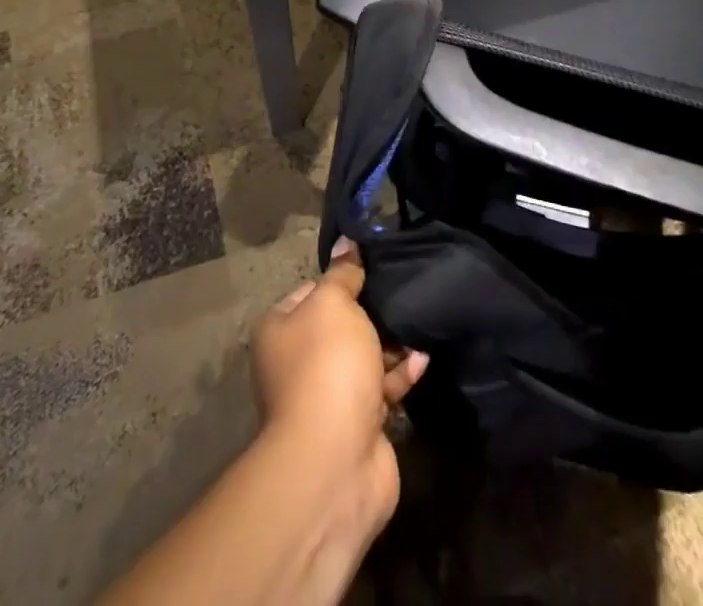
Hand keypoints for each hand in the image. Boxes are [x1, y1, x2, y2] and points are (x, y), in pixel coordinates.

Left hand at [249, 239, 428, 534]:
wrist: (335, 460)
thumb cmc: (327, 366)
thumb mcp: (334, 304)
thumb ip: (343, 274)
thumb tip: (347, 243)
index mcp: (280, 331)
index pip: (310, 291)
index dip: (339, 280)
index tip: (370, 270)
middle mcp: (297, 363)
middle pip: (340, 326)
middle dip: (370, 313)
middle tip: (401, 294)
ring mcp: (327, 397)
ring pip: (364, 358)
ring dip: (391, 344)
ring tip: (418, 323)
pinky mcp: (357, 425)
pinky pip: (382, 389)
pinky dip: (401, 374)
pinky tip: (422, 359)